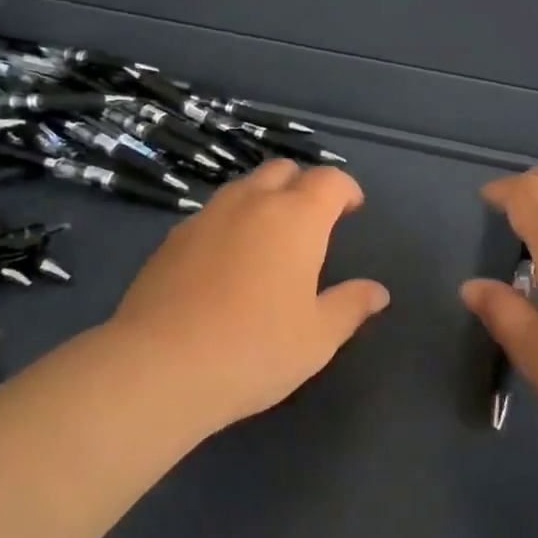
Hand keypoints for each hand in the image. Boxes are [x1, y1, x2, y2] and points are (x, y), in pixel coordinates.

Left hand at [110, 159, 388, 428]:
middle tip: (313, 219)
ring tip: (270, 236)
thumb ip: (350, 306)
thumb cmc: (254, 349)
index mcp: (296, 218)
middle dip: (304, 185)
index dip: (346, 189)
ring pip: (244, 187)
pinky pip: (213, 213)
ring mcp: (207, 215)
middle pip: (283, 170)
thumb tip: (378, 292)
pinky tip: (227, 260)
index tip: (352, 208)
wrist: (159, 366)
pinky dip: (231, 221)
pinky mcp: (172, 237)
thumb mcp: (317, 337)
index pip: (329, 180)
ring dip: (265, 198)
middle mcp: (252, 202)